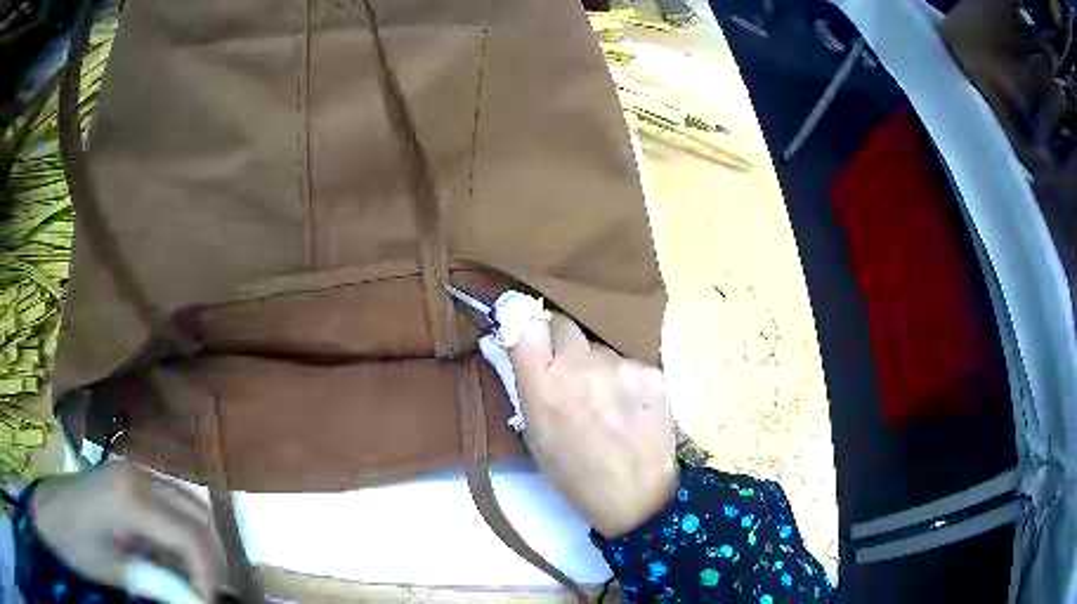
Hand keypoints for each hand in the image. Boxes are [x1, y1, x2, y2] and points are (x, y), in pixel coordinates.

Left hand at [31, 463, 224, 600]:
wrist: (49, 512)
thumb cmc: (75, 543)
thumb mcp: (116, 571)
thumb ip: (161, 584)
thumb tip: (202, 603)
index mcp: (129, 496)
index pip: (191, 536)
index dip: (209, 575)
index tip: (208, 603)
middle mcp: (137, 474)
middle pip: (197, 516)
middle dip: (211, 559)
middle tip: (206, 592)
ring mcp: (133, 471)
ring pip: (188, 506)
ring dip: (198, 546)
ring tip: (192, 578)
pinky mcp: (129, 478)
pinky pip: (171, 505)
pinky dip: (180, 534)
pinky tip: (170, 558)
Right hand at [508, 312, 677, 537]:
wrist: (638, 496)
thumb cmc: (573, 474)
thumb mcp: (533, 435)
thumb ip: (515, 383)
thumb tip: (495, 341)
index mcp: (545, 385)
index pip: (526, 321)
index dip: (523, 322)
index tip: (523, 330)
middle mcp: (582, 365)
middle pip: (561, 323)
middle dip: (556, 340)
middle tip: (561, 370)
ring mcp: (621, 366)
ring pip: (596, 346)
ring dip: (591, 363)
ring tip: (600, 400)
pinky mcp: (651, 371)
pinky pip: (625, 361)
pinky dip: (620, 377)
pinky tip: (625, 406)